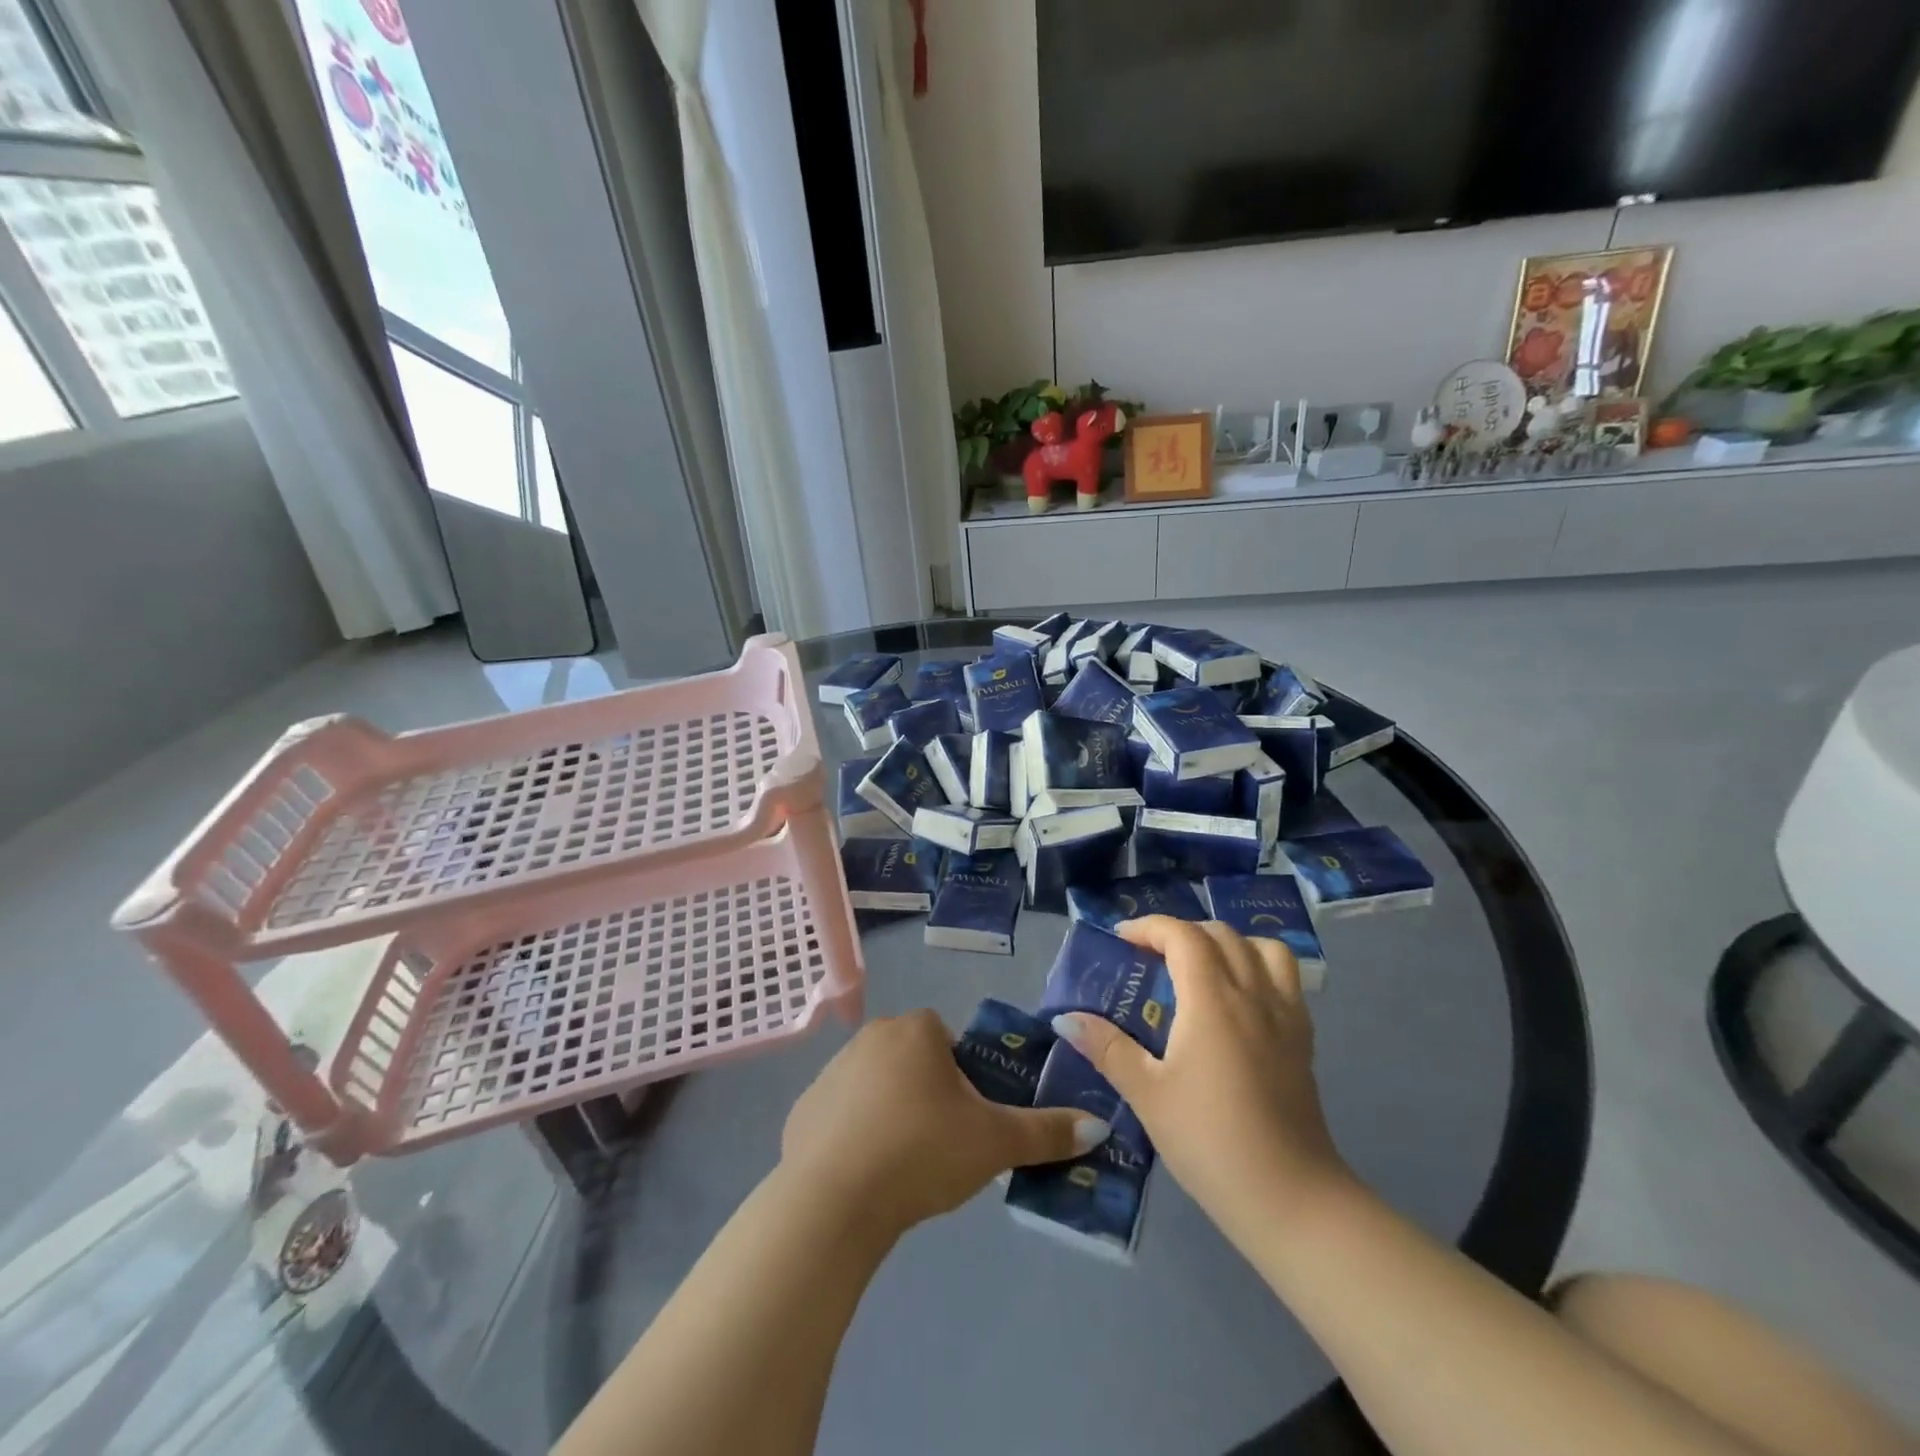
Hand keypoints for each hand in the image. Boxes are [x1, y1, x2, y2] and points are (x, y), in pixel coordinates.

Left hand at [780, 1010, 1110, 1241]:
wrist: (834, 1200)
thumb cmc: (922, 1152)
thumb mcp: (993, 1143)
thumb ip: (1045, 1132)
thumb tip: (1098, 1126)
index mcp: (914, 1031)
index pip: (947, 1040)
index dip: (963, 1077)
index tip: (967, 1119)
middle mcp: (870, 1037)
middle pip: (912, 1060)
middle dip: (928, 1095)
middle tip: (942, 1146)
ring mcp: (830, 1071)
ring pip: (876, 1087)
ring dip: (891, 1114)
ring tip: (903, 1168)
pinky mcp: (802, 1110)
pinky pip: (841, 1116)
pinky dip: (854, 1138)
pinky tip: (864, 1177)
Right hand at [1051, 917, 1351, 1245]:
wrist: (1291, 1199)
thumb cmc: (1210, 1141)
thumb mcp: (1147, 1095)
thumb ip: (1107, 1048)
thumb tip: (1067, 1018)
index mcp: (1212, 1000)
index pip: (1183, 935)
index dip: (1149, 927)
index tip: (1121, 942)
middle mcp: (1253, 994)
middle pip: (1220, 934)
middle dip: (1181, 933)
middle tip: (1151, 959)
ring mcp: (1285, 1015)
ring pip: (1261, 948)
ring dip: (1227, 944)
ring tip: (1201, 969)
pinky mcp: (1303, 1040)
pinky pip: (1285, 979)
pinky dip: (1258, 967)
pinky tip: (1239, 1002)